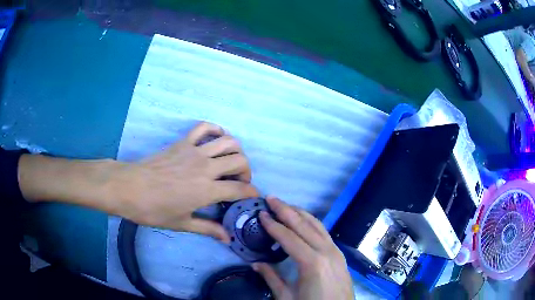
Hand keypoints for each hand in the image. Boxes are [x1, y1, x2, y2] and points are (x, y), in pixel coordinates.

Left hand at [111, 122, 258, 240]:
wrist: (129, 188)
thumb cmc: (154, 210)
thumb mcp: (182, 223)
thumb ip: (207, 228)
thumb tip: (227, 238)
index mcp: (207, 190)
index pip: (239, 189)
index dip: (250, 192)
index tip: (252, 196)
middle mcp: (206, 167)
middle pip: (239, 161)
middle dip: (246, 171)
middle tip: (239, 181)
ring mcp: (194, 151)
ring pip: (228, 142)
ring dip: (236, 151)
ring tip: (231, 161)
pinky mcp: (183, 142)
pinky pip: (204, 127)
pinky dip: (215, 129)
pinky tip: (216, 138)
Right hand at [252, 196, 353, 299]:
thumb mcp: (287, 297)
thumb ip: (272, 278)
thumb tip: (256, 264)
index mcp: (311, 262)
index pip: (288, 237)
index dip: (273, 225)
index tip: (261, 213)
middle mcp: (326, 251)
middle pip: (303, 225)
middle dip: (286, 210)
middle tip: (271, 198)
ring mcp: (335, 251)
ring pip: (316, 225)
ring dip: (300, 213)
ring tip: (285, 205)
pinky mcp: (339, 254)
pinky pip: (324, 232)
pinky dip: (312, 223)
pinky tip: (304, 221)